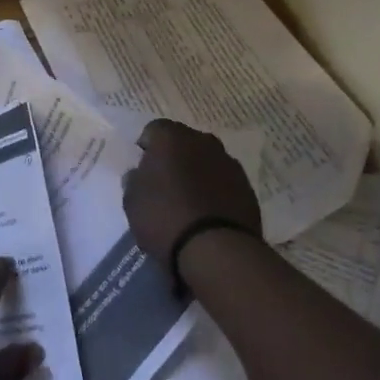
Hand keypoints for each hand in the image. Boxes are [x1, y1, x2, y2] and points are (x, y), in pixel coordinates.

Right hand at [122, 119, 263, 259]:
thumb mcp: (132, 202)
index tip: (142, 169)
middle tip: (164, 184)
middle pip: (183, 142)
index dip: (146, 148)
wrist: (216, 249)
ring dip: (197, 173)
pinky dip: (215, 191)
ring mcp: (229, 163)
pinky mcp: (247, 187)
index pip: (154, 130)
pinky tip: (207, 213)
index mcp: (171, 138)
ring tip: (188, 202)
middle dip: (174, 157)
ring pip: (206, 160)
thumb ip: (134, 181)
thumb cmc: (164, 218)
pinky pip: (224, 182)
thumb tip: (139, 174)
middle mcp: (203, 141)